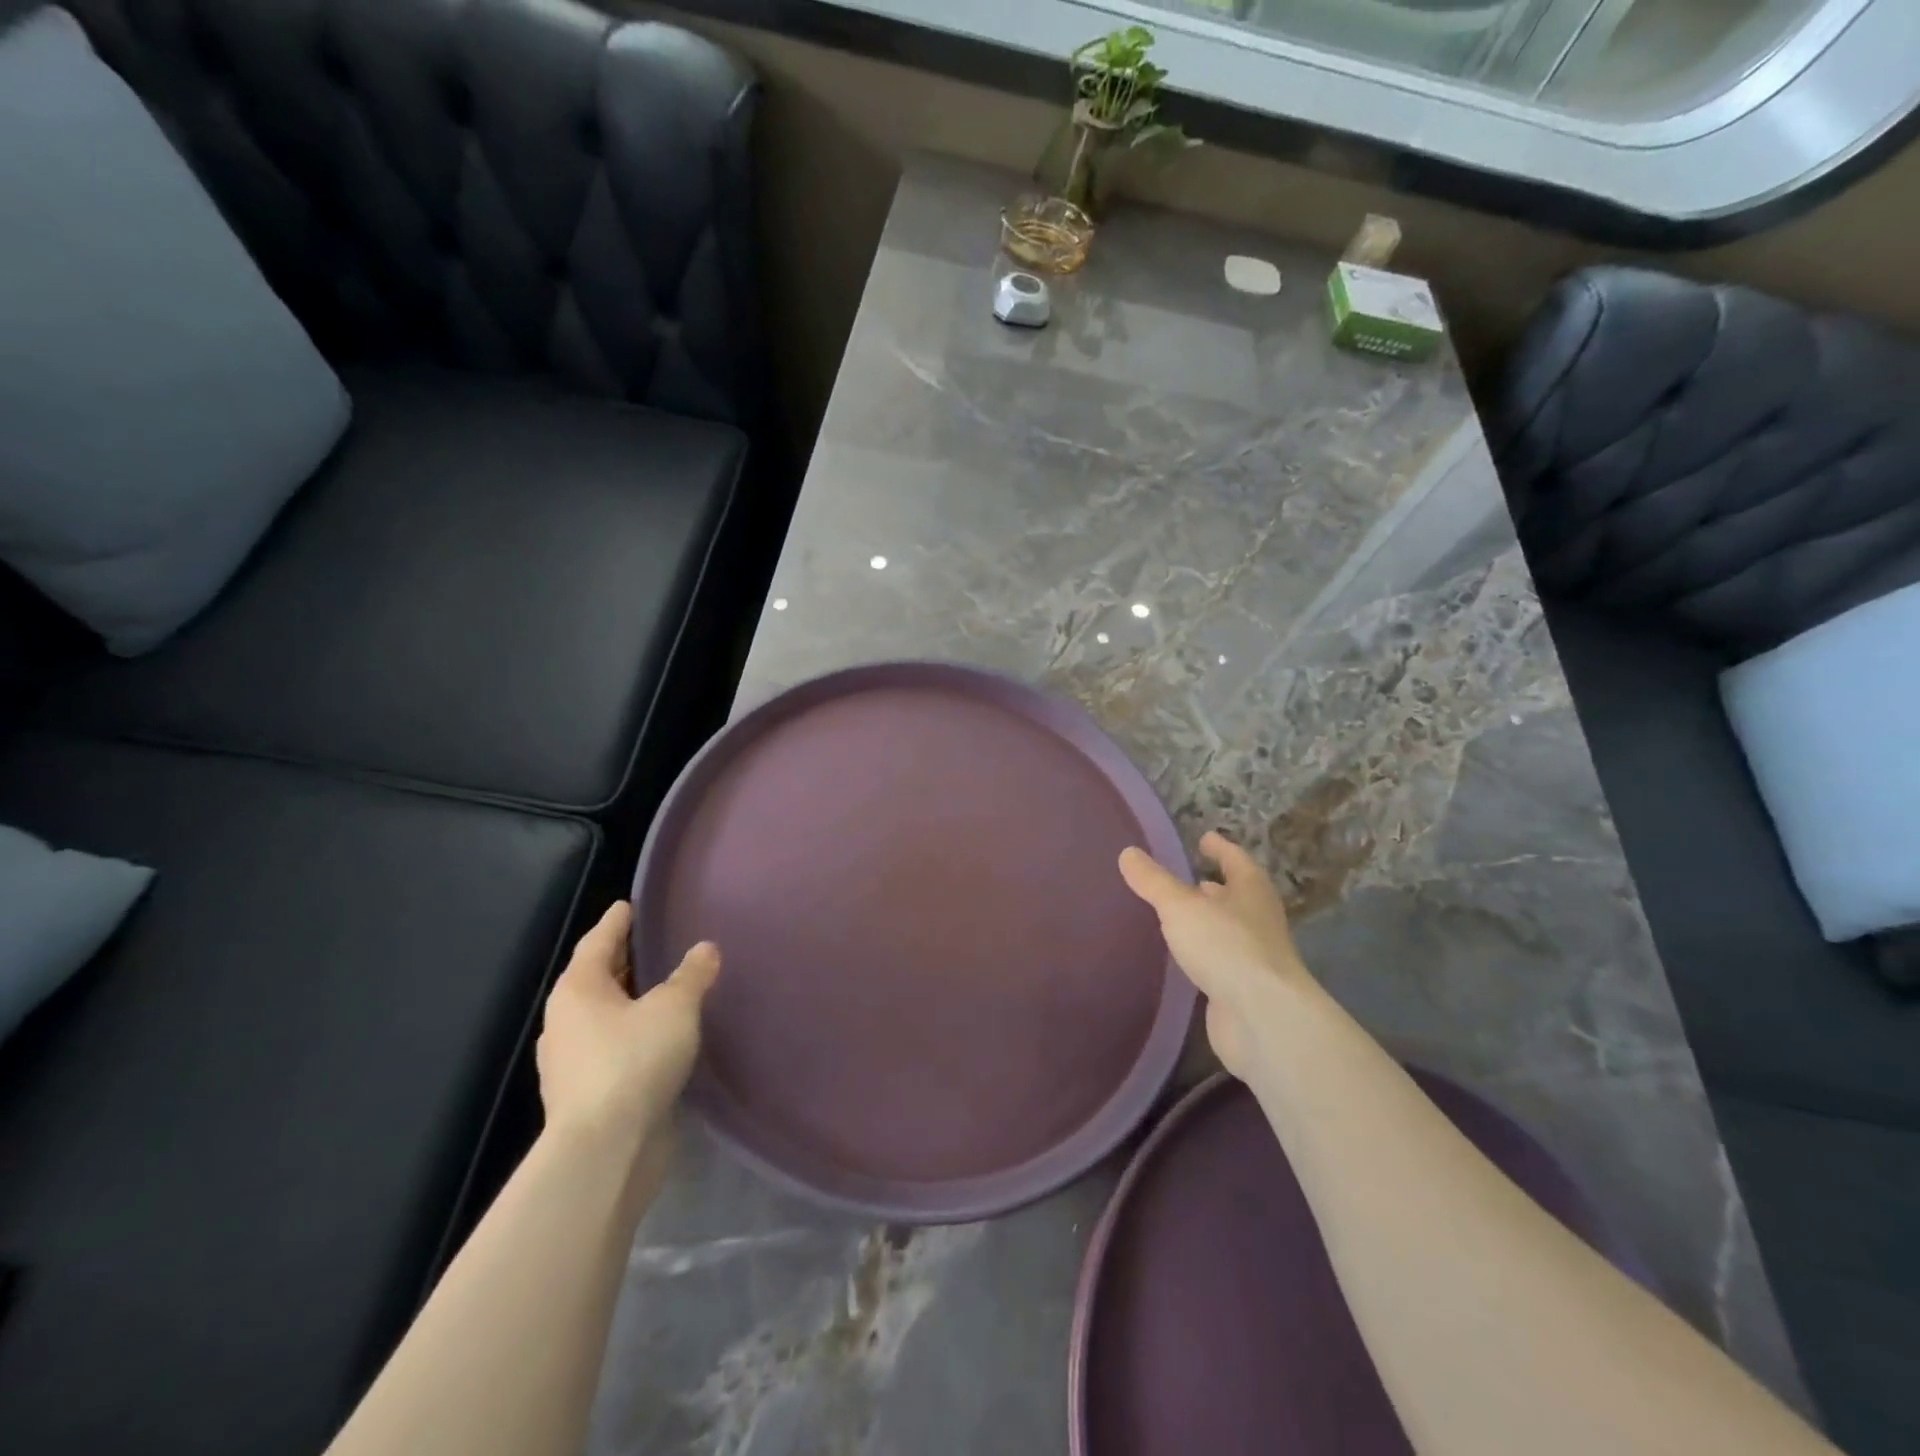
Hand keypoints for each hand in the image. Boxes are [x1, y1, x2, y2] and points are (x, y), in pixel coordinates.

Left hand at [535, 902, 719, 1167]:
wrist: (605, 1151)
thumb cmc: (634, 1062)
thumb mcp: (675, 1008)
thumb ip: (691, 974)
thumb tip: (705, 948)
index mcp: (578, 990)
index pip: (598, 942)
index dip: (616, 922)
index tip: (629, 906)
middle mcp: (565, 1022)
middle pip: (595, 979)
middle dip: (622, 961)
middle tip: (652, 944)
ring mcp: (569, 1063)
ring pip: (601, 1017)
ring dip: (626, 1002)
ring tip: (659, 992)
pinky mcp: (584, 1095)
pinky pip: (609, 1049)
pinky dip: (629, 1035)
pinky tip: (656, 1040)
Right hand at [1119, 830, 1310, 1076]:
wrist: (1262, 1018)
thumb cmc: (1225, 946)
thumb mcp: (1181, 906)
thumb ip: (1154, 882)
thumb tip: (1128, 853)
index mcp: (1251, 890)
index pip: (1235, 859)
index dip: (1220, 847)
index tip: (1205, 838)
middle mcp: (1258, 919)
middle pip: (1237, 895)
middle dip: (1215, 887)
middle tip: (1189, 879)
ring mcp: (1255, 957)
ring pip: (1228, 930)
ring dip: (1209, 921)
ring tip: (1180, 915)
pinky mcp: (1244, 989)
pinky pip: (1221, 961)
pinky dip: (1205, 953)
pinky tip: (1184, 956)